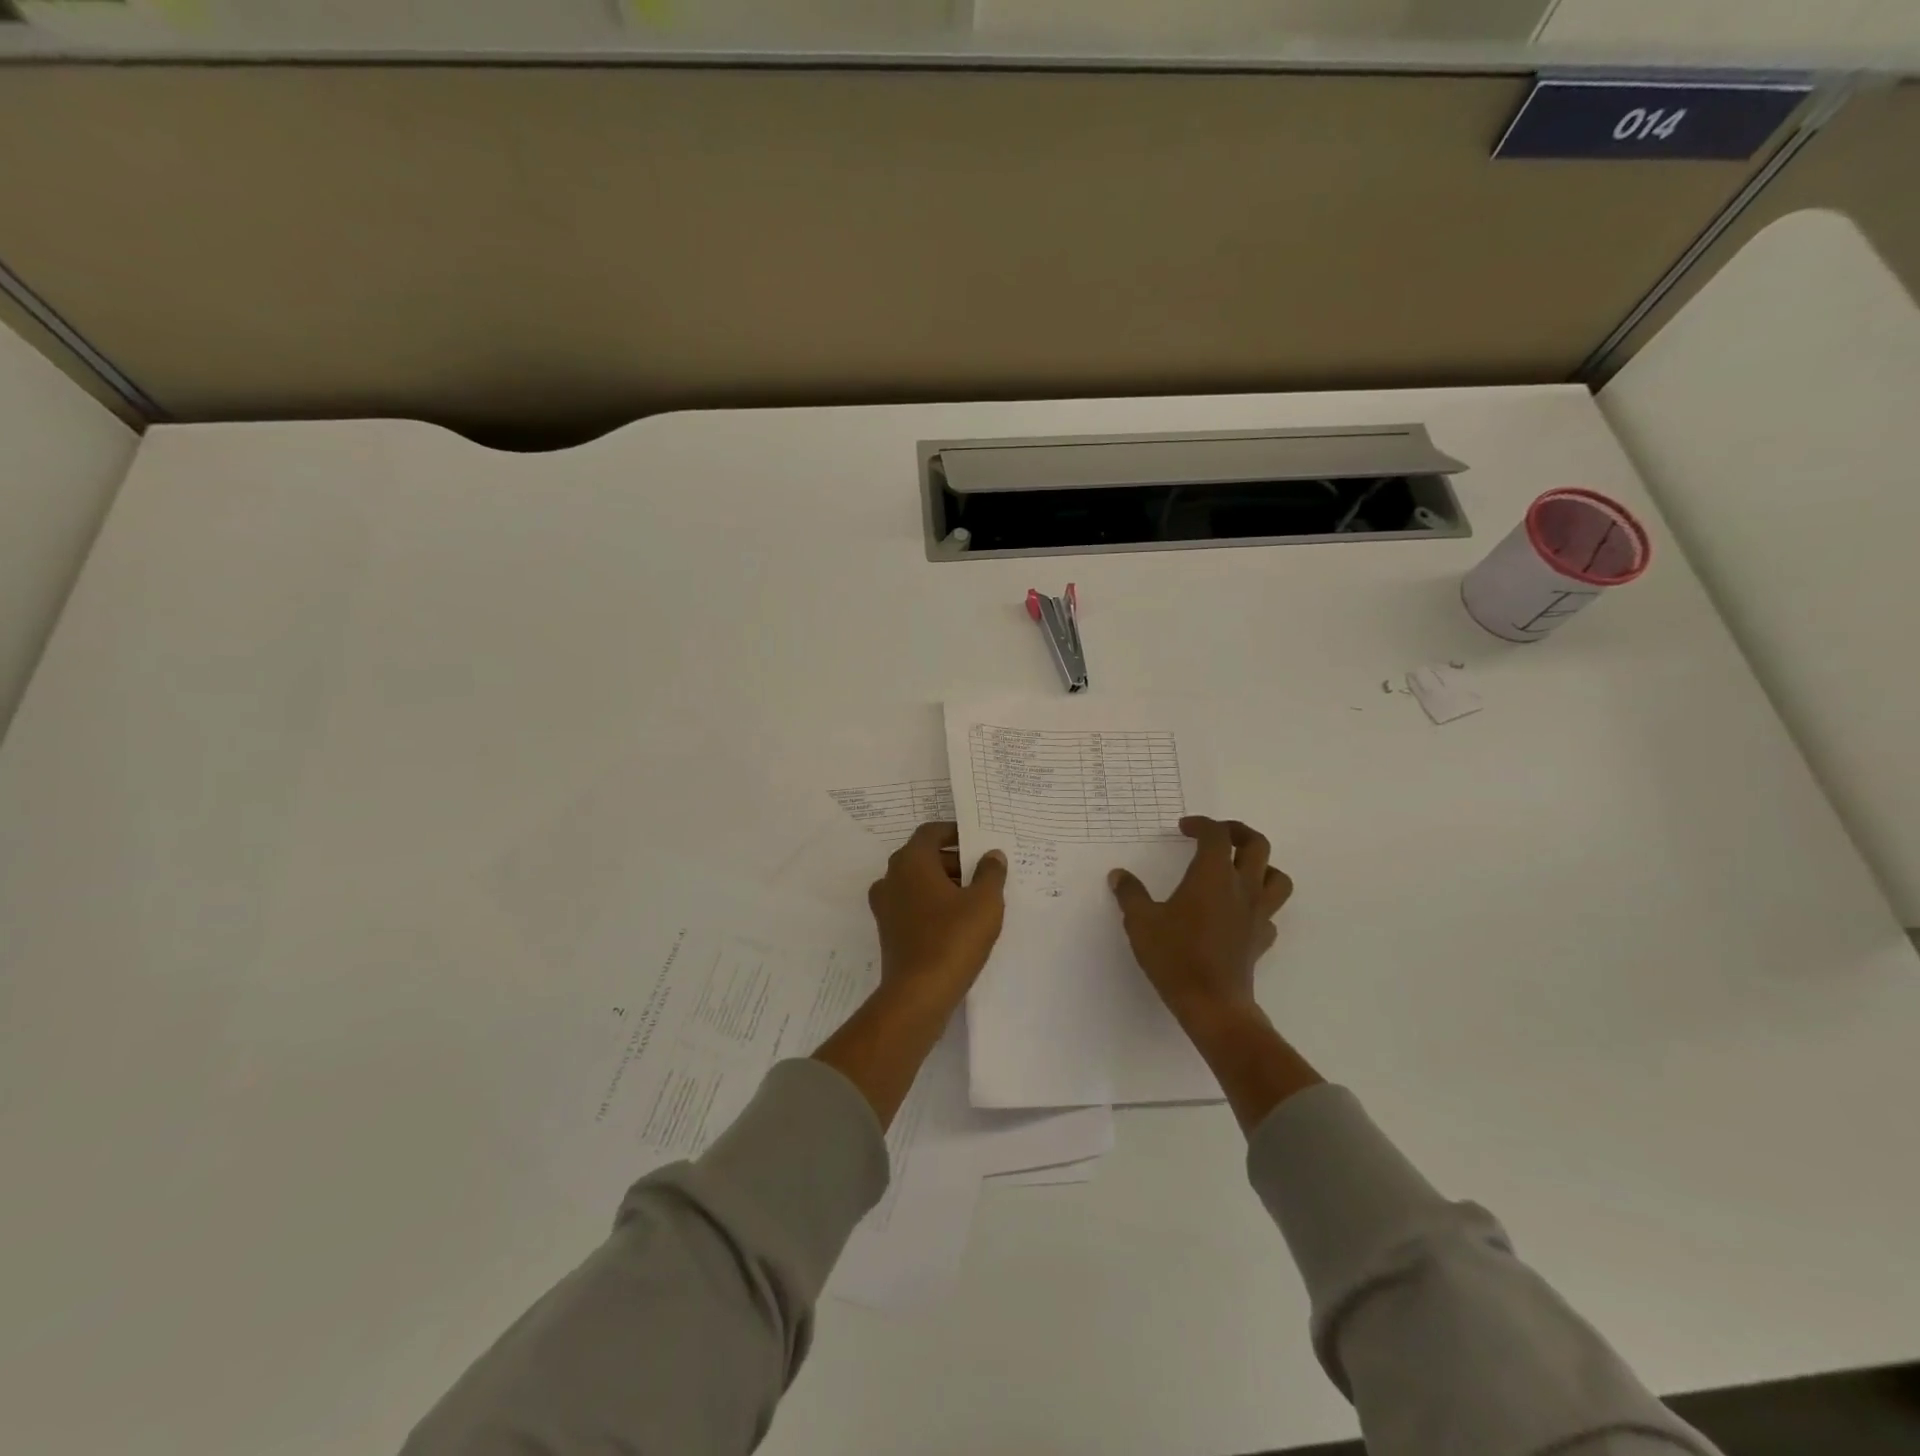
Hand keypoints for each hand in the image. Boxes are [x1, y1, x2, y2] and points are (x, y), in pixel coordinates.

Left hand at [867, 821, 1008, 1014]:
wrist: (918, 994)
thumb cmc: (953, 938)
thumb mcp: (985, 902)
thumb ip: (991, 872)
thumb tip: (992, 855)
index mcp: (911, 861)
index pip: (931, 832)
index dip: (955, 832)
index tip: (978, 841)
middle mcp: (891, 877)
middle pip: (924, 856)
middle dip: (954, 860)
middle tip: (983, 871)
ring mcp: (886, 906)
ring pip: (918, 882)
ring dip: (944, 883)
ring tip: (976, 898)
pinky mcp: (888, 931)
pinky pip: (913, 905)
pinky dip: (933, 905)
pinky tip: (958, 922)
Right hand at [1109, 816, 1292, 1028]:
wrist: (1212, 1004)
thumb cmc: (1175, 956)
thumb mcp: (1141, 922)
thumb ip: (1130, 894)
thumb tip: (1119, 875)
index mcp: (1213, 876)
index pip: (1216, 835)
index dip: (1201, 824)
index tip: (1183, 828)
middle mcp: (1242, 888)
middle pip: (1257, 845)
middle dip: (1238, 832)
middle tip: (1217, 835)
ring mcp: (1257, 915)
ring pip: (1277, 877)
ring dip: (1261, 866)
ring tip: (1238, 869)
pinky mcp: (1261, 939)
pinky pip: (1270, 913)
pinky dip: (1258, 905)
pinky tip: (1238, 913)